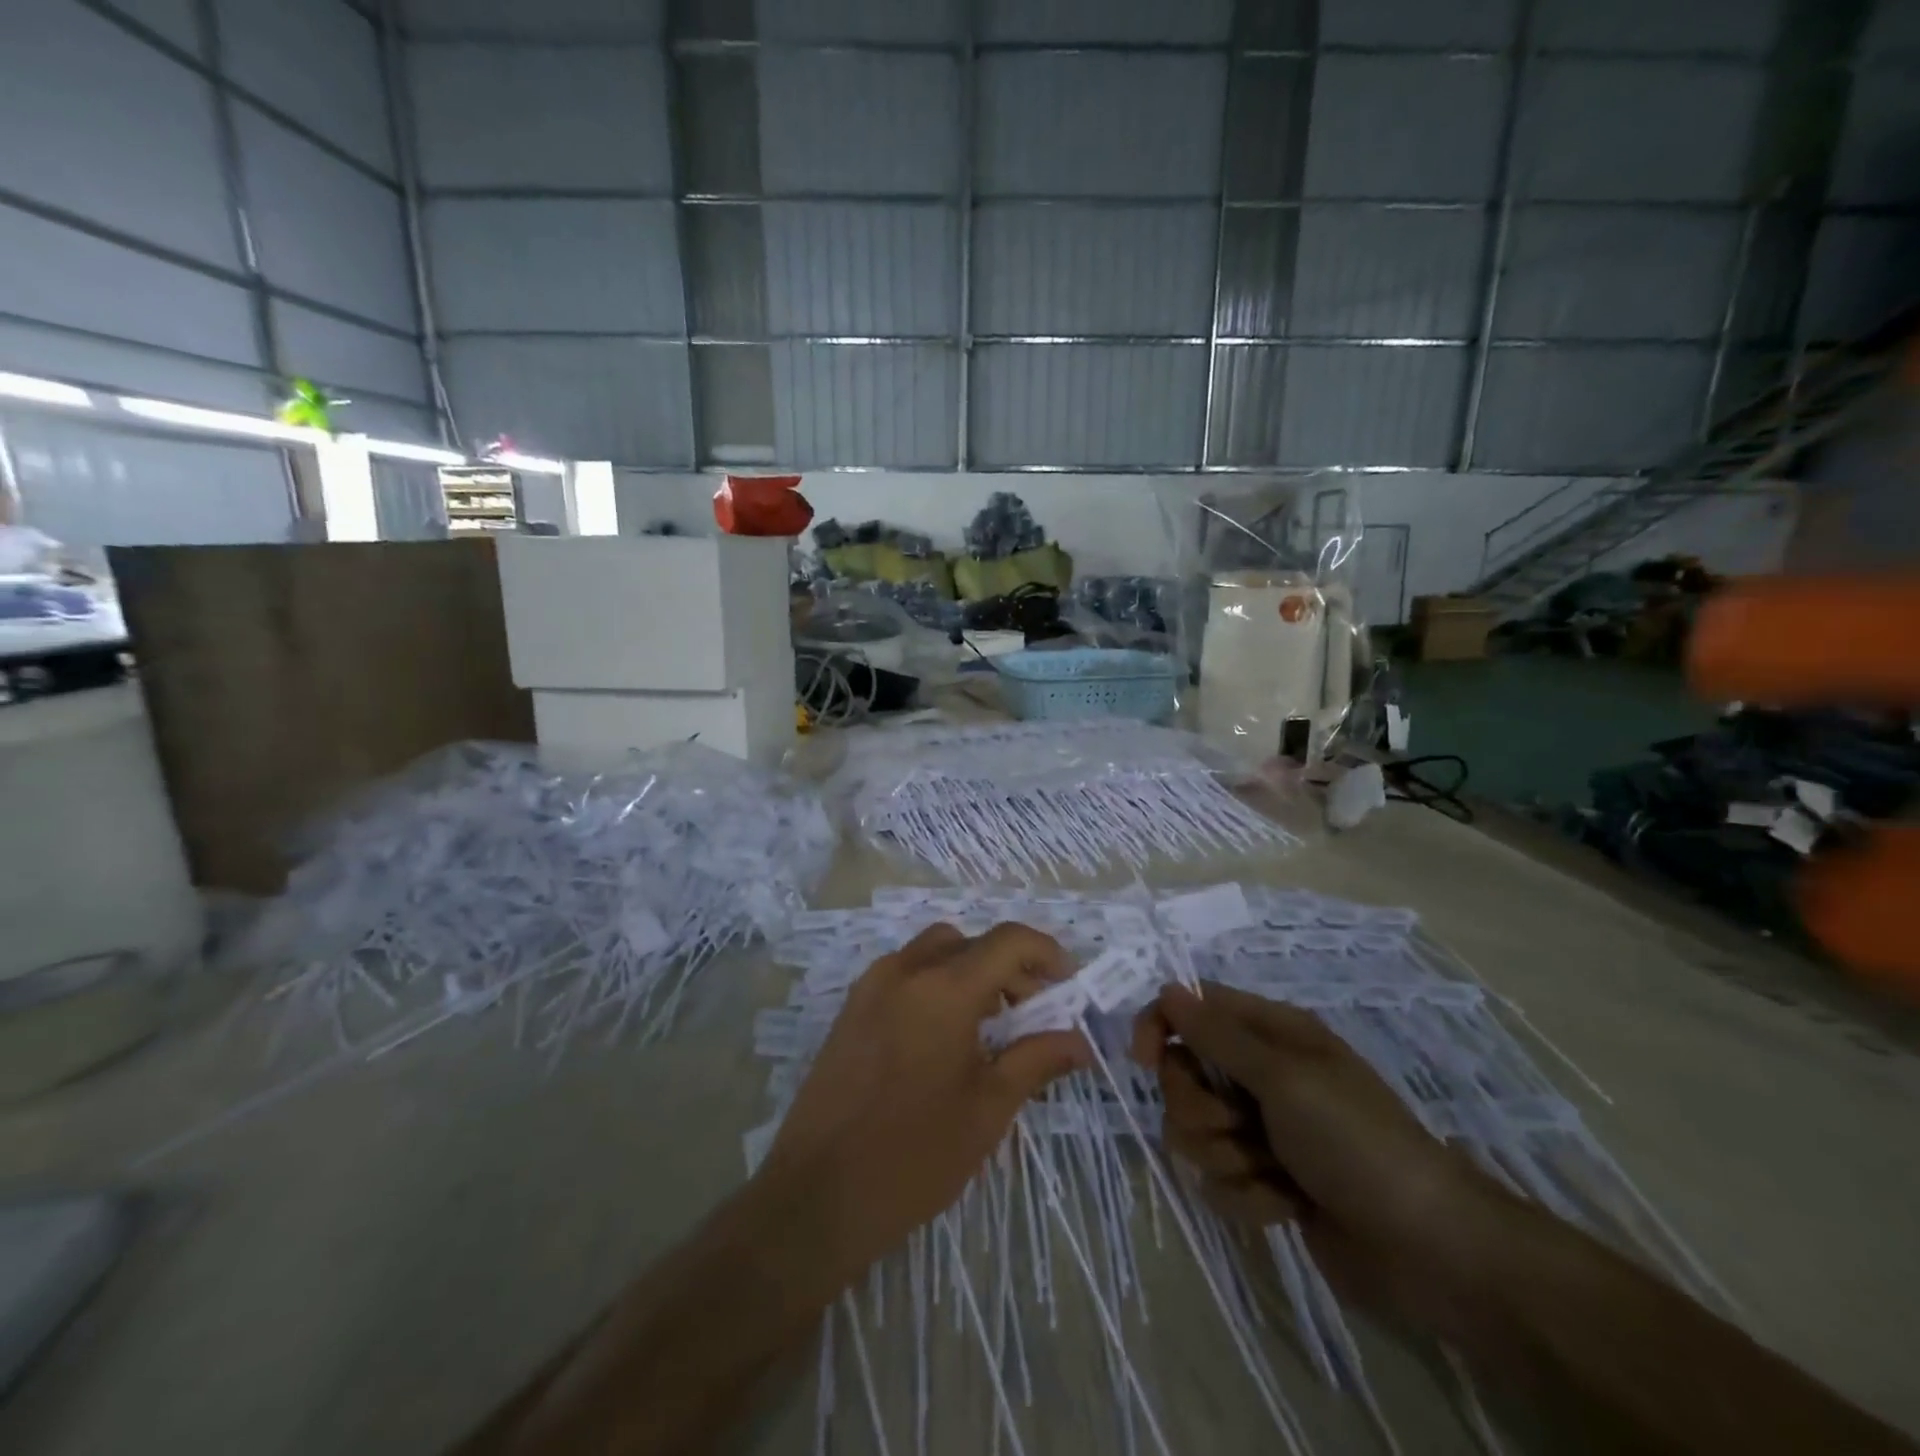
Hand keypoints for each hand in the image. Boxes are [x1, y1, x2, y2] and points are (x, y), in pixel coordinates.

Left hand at [763, 922, 1089, 1280]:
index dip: (1046, 953)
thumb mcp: (988, 1109)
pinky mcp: (851, 1008)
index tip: (1068, 985)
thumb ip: (1037, 1060)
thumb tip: (1080, 1041)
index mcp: (944, 987)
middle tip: (1032, 1012)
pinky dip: (936, 983)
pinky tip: (945, 1036)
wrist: (817, 1195)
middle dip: (1009, 966)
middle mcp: (905, 970)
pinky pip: (905, 973)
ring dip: (971, 971)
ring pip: (935, 951)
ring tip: (990, 1026)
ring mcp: (871, 986)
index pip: (1008, 940)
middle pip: (971, 942)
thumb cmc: (915, 1154)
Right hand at [1133, 982, 1506, 1333]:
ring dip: (1226, 1157)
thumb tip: (1167, 989)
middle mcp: (1260, 1075)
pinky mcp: (1265, 1181)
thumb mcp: (1284, 1078)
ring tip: (1272, 1173)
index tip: (1143, 1060)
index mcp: (1270, 1034)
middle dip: (1201, 1108)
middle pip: (1184, 1075)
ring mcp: (1261, 1130)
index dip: (1161, 1026)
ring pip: (1194, 1132)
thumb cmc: (1356, 1142)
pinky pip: (1219, 1180)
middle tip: (1239, 1126)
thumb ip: (1218, 1036)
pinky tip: (1287, 1206)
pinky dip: (1248, 1197)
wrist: (1428, 1250)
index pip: (1191, 1008)